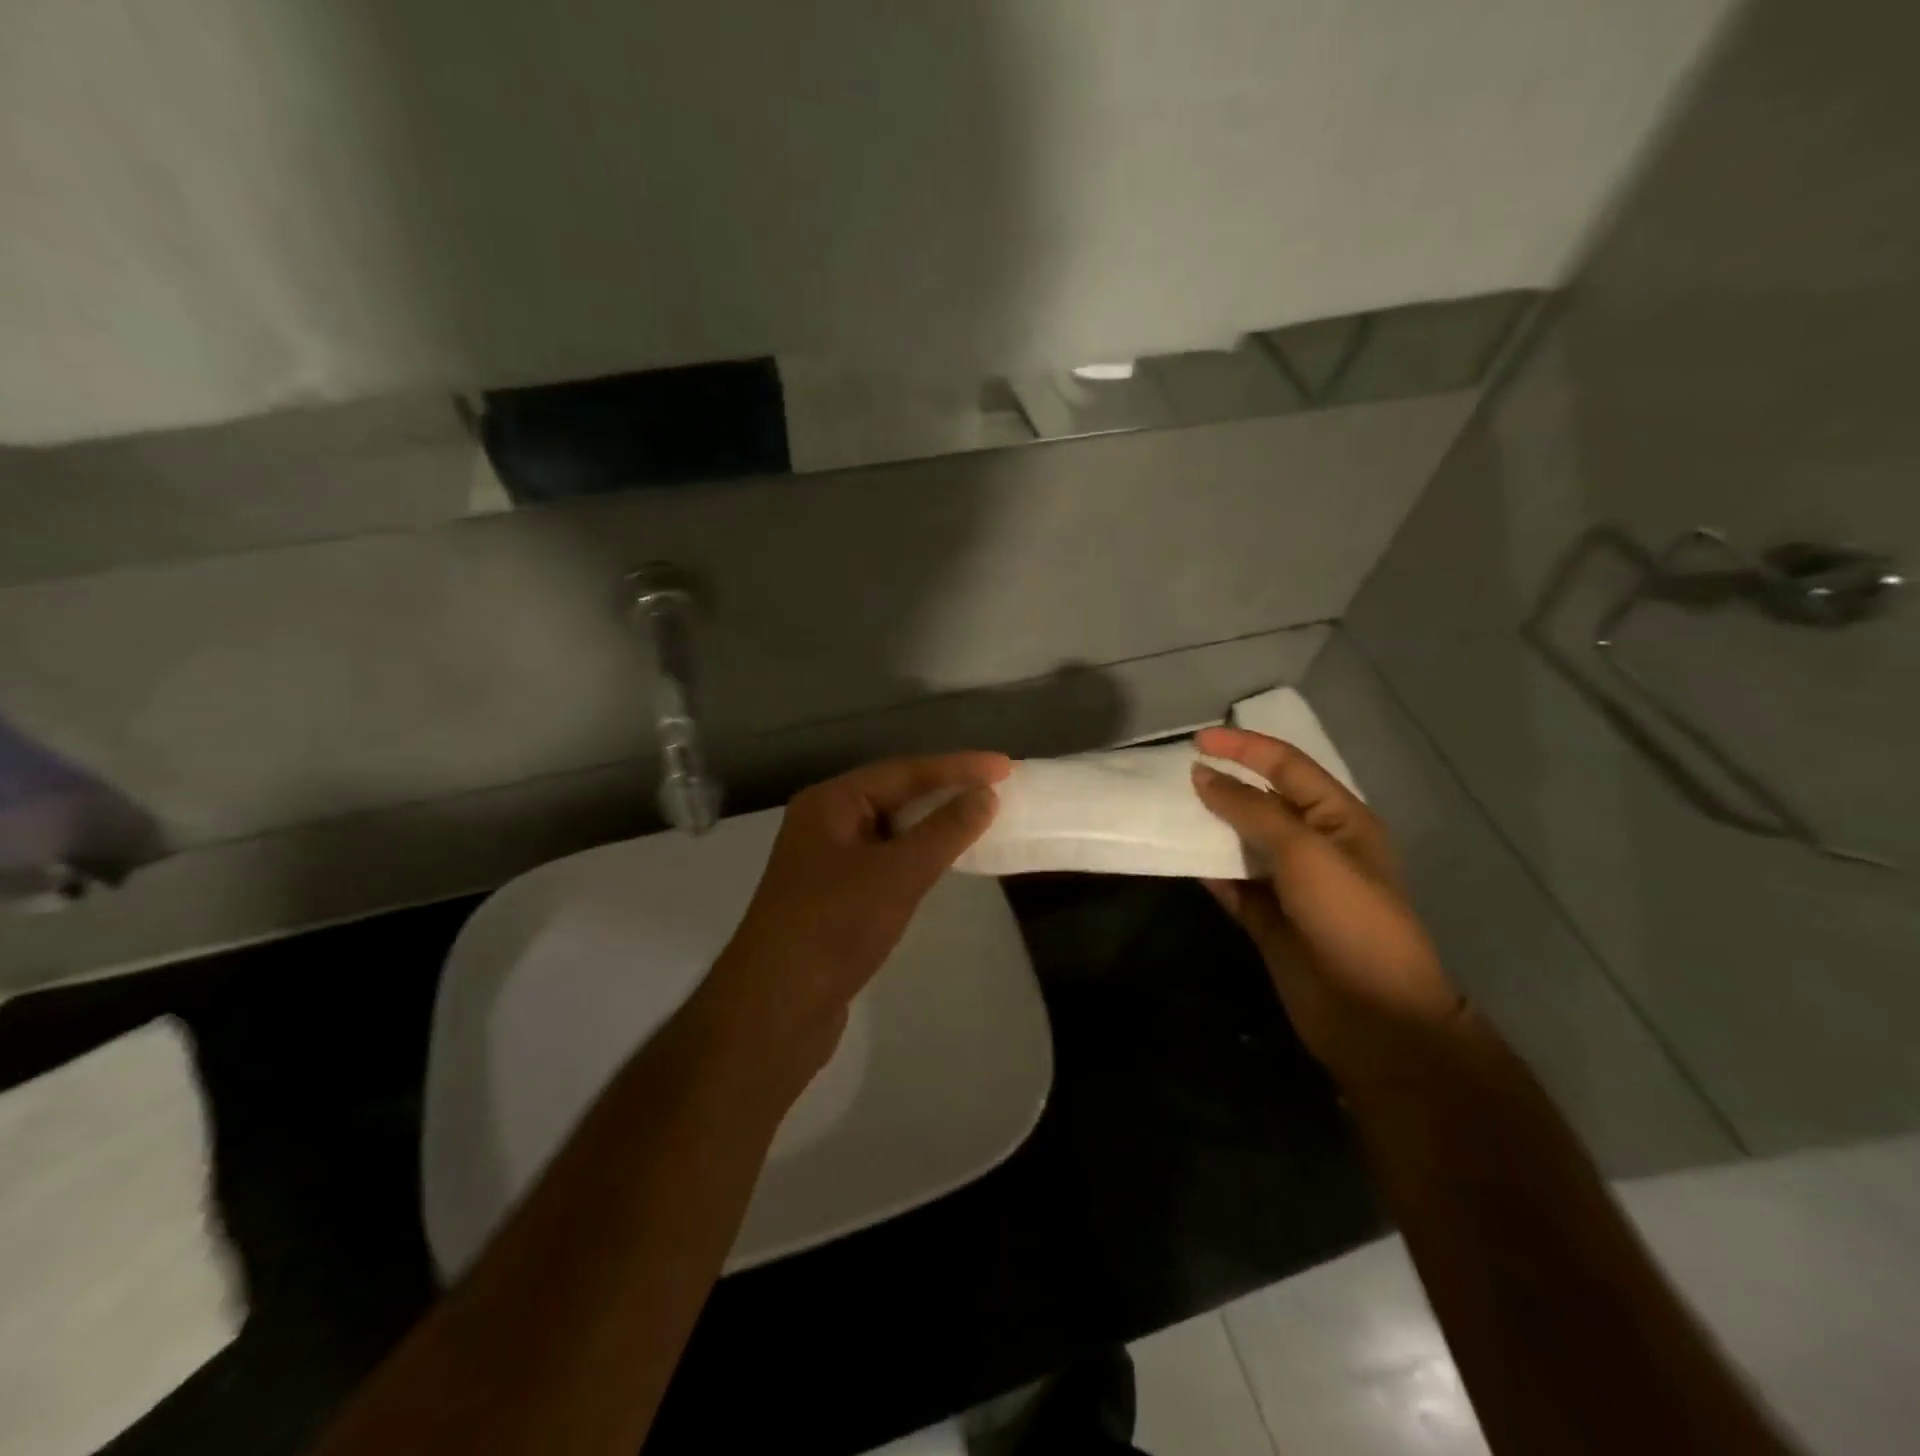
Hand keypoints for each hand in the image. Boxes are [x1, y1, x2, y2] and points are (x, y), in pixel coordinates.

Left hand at [706, 752, 1011, 1076]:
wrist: (775, 1010)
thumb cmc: (834, 926)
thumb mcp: (897, 873)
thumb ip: (944, 830)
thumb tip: (985, 794)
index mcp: (830, 803)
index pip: (903, 771)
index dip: (957, 767)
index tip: (1005, 767)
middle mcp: (824, 823)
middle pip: (894, 795)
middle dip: (945, 792)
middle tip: (997, 790)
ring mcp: (826, 862)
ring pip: (890, 831)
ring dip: (932, 826)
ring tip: (978, 820)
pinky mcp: (833, 898)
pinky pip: (884, 862)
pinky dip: (916, 858)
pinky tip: (941, 864)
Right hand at [1190, 726, 1465, 1086]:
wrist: (1373, 1016)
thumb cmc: (1349, 918)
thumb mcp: (1305, 851)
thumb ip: (1252, 809)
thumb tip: (1204, 776)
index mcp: (1339, 818)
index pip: (1287, 766)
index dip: (1244, 748)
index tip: (1196, 740)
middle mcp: (1316, 845)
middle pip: (1262, 801)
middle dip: (1224, 784)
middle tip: (1175, 775)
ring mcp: (1291, 884)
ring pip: (1243, 842)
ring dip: (1211, 826)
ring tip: (1169, 810)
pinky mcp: (1269, 919)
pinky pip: (1232, 884)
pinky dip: (1209, 871)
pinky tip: (1182, 859)